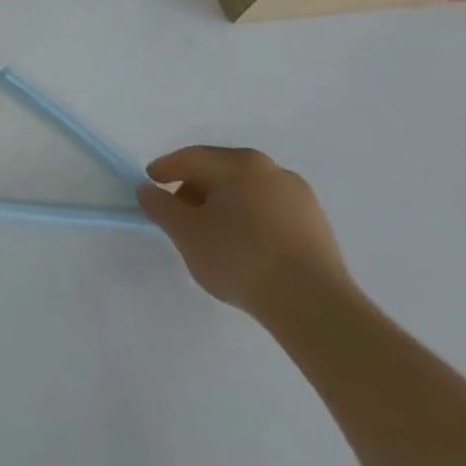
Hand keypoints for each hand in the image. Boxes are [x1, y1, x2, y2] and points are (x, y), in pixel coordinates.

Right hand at [136, 146, 353, 326]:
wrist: (314, 306)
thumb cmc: (240, 257)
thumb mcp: (185, 232)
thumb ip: (160, 205)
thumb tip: (149, 190)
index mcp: (240, 164)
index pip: (191, 158)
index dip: (165, 169)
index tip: (149, 183)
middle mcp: (273, 171)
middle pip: (221, 173)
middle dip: (195, 189)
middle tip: (177, 213)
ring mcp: (300, 199)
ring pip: (247, 193)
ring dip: (223, 207)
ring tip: (209, 235)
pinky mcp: (317, 228)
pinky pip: (269, 213)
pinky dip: (248, 221)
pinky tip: (241, 247)